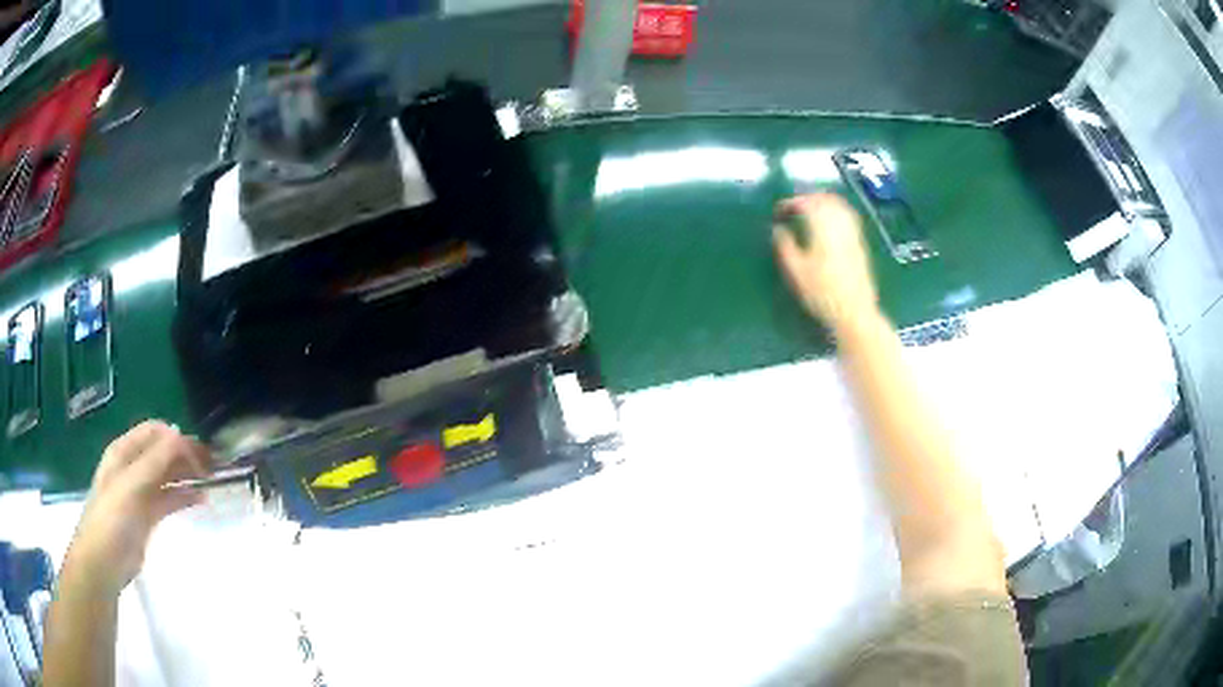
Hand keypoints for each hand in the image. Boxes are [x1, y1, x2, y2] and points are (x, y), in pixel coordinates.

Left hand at [64, 421, 210, 594]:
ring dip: (187, 475)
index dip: (176, 437)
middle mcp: (132, 467)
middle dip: (186, 455)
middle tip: (213, 466)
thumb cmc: (113, 518)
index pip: (154, 432)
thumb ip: (155, 460)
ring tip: (211, 481)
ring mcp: (140, 492)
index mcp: (124, 452)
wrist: (104, 561)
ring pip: (167, 476)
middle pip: (162, 452)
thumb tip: (180, 434)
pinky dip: (184, 496)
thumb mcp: (132, 485)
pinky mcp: (147, 516)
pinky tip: (200, 499)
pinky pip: (168, 499)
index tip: (200, 453)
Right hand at [773, 193, 878, 329]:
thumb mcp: (796, 272)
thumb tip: (777, 229)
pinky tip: (828, 222)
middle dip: (807, 198)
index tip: (778, 212)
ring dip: (822, 202)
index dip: (789, 204)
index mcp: (822, 228)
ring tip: (809, 211)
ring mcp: (852, 233)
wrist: (854, 312)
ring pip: (838, 205)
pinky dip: (835, 211)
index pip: (805, 204)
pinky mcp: (859, 243)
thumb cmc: (822, 294)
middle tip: (793, 208)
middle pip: (824, 199)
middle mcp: (839, 225)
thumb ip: (785, 246)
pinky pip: (848, 216)